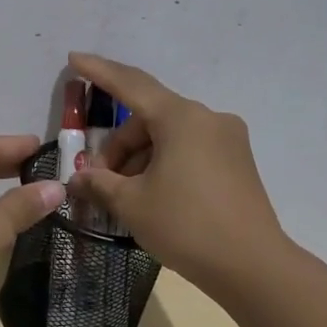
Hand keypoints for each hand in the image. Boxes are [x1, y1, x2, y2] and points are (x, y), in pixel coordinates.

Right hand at [65, 53, 283, 288]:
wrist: (252, 266)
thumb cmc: (186, 226)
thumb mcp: (132, 204)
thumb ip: (99, 184)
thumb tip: (77, 179)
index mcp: (181, 118)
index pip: (130, 85)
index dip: (98, 72)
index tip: (74, 59)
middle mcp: (208, 118)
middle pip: (148, 119)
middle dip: (118, 146)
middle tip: (96, 180)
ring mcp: (228, 140)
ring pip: (169, 137)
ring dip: (139, 159)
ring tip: (123, 196)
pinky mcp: (238, 162)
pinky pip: (189, 150)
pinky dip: (164, 164)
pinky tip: (152, 196)